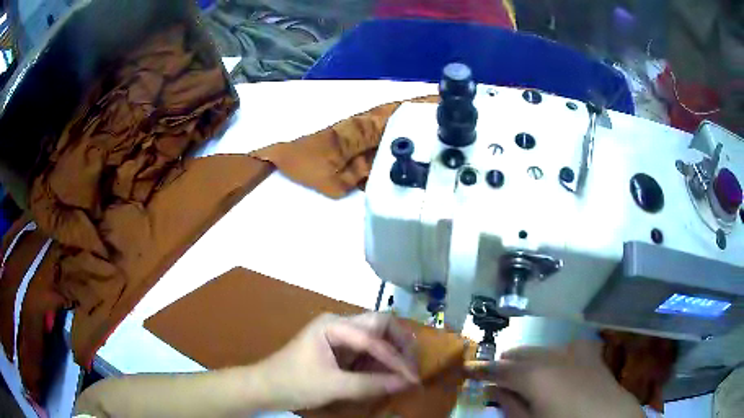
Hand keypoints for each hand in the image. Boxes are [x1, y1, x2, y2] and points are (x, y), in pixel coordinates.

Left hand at [252, 312, 419, 410]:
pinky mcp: (339, 348)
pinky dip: (380, 360)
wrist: (266, 387)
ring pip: (376, 335)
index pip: (374, 338)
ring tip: (404, 372)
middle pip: (380, 324)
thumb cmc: (295, 383)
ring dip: (392, 352)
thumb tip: (406, 383)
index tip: (412, 378)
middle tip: (412, 366)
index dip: (396, 359)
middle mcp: (339, 324)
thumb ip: (370, 384)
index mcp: (334, 326)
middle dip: (400, 344)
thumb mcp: (333, 386)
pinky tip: (387, 373)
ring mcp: (339, 335)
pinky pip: (367, 348)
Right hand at [466, 341, 642, 417]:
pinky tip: (559, 360)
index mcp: (534, 376)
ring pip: (544, 348)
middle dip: (506, 360)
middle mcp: (553, 357)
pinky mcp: (592, 357)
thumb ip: (511, 406)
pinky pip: (571, 346)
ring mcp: (575, 354)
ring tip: (521, 364)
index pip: (500, 369)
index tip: (468, 368)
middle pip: (522, 354)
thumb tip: (495, 390)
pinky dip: (558, 352)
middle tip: (494, 369)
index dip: (482, 369)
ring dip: (529, 355)